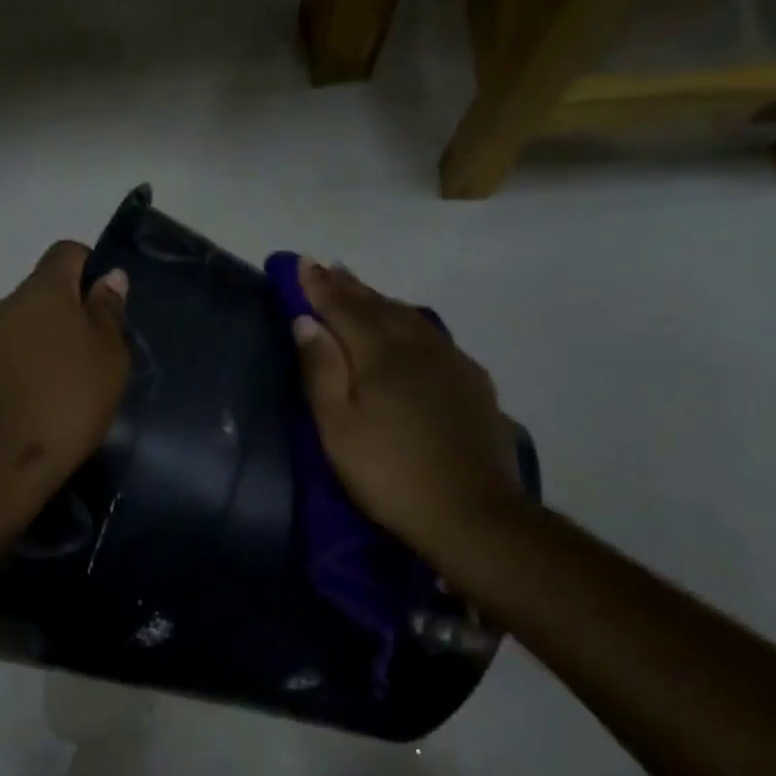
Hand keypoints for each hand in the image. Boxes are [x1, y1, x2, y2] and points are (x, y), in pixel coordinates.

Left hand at [0, 241, 130, 483]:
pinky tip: (42, 399)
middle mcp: (7, 305)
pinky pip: (9, 354)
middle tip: (95, 351)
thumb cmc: (70, 399)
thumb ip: (107, 310)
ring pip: (25, 325)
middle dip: (70, 311)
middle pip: (44, 291)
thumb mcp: (108, 354)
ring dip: (47, 341)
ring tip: (69, 381)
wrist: (6, 458)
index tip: (106, 306)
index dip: (90, 268)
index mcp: (42, 290)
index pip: (66, 253)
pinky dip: (28, 365)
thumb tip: (107, 277)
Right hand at [293, 259, 528, 574]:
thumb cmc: (389, 474)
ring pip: (410, 318)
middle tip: (329, 268)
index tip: (302, 263)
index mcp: (381, 355)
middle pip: (379, 307)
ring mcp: (452, 363)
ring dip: (381, 301)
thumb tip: (306, 321)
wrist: (471, 512)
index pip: (344, 309)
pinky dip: (411, 323)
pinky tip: (411, 329)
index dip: (320, 286)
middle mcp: (419, 347)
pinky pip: (434, 337)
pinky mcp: (473, 384)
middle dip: (350, 287)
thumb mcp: (338, 429)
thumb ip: (321, 371)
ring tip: (363, 291)